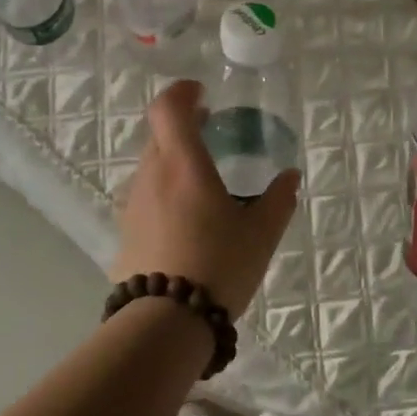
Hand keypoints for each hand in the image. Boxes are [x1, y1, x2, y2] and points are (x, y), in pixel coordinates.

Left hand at [113, 79, 300, 316]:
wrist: (164, 323)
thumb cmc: (218, 266)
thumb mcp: (261, 234)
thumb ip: (278, 200)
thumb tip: (290, 177)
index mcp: (183, 163)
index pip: (168, 107)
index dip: (182, 92)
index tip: (201, 94)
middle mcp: (152, 174)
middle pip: (159, 133)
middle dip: (182, 125)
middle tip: (209, 131)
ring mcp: (133, 202)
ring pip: (151, 164)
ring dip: (173, 159)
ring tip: (202, 179)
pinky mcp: (125, 230)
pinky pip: (146, 194)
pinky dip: (164, 189)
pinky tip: (185, 217)